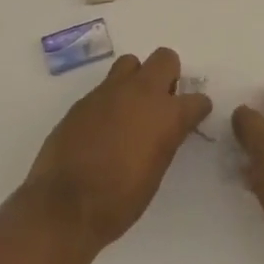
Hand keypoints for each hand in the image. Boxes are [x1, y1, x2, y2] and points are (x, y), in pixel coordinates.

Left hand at [23, 48, 211, 248]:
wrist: (66, 205)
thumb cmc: (120, 200)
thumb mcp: (156, 172)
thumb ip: (164, 139)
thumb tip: (164, 129)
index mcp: (166, 115)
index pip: (197, 99)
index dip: (197, 109)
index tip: (192, 118)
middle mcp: (140, 93)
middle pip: (165, 58)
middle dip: (168, 75)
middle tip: (162, 102)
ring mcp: (109, 92)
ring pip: (130, 63)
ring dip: (136, 79)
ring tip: (130, 107)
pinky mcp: (83, 99)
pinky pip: (104, 87)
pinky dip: (110, 99)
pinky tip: (103, 125)